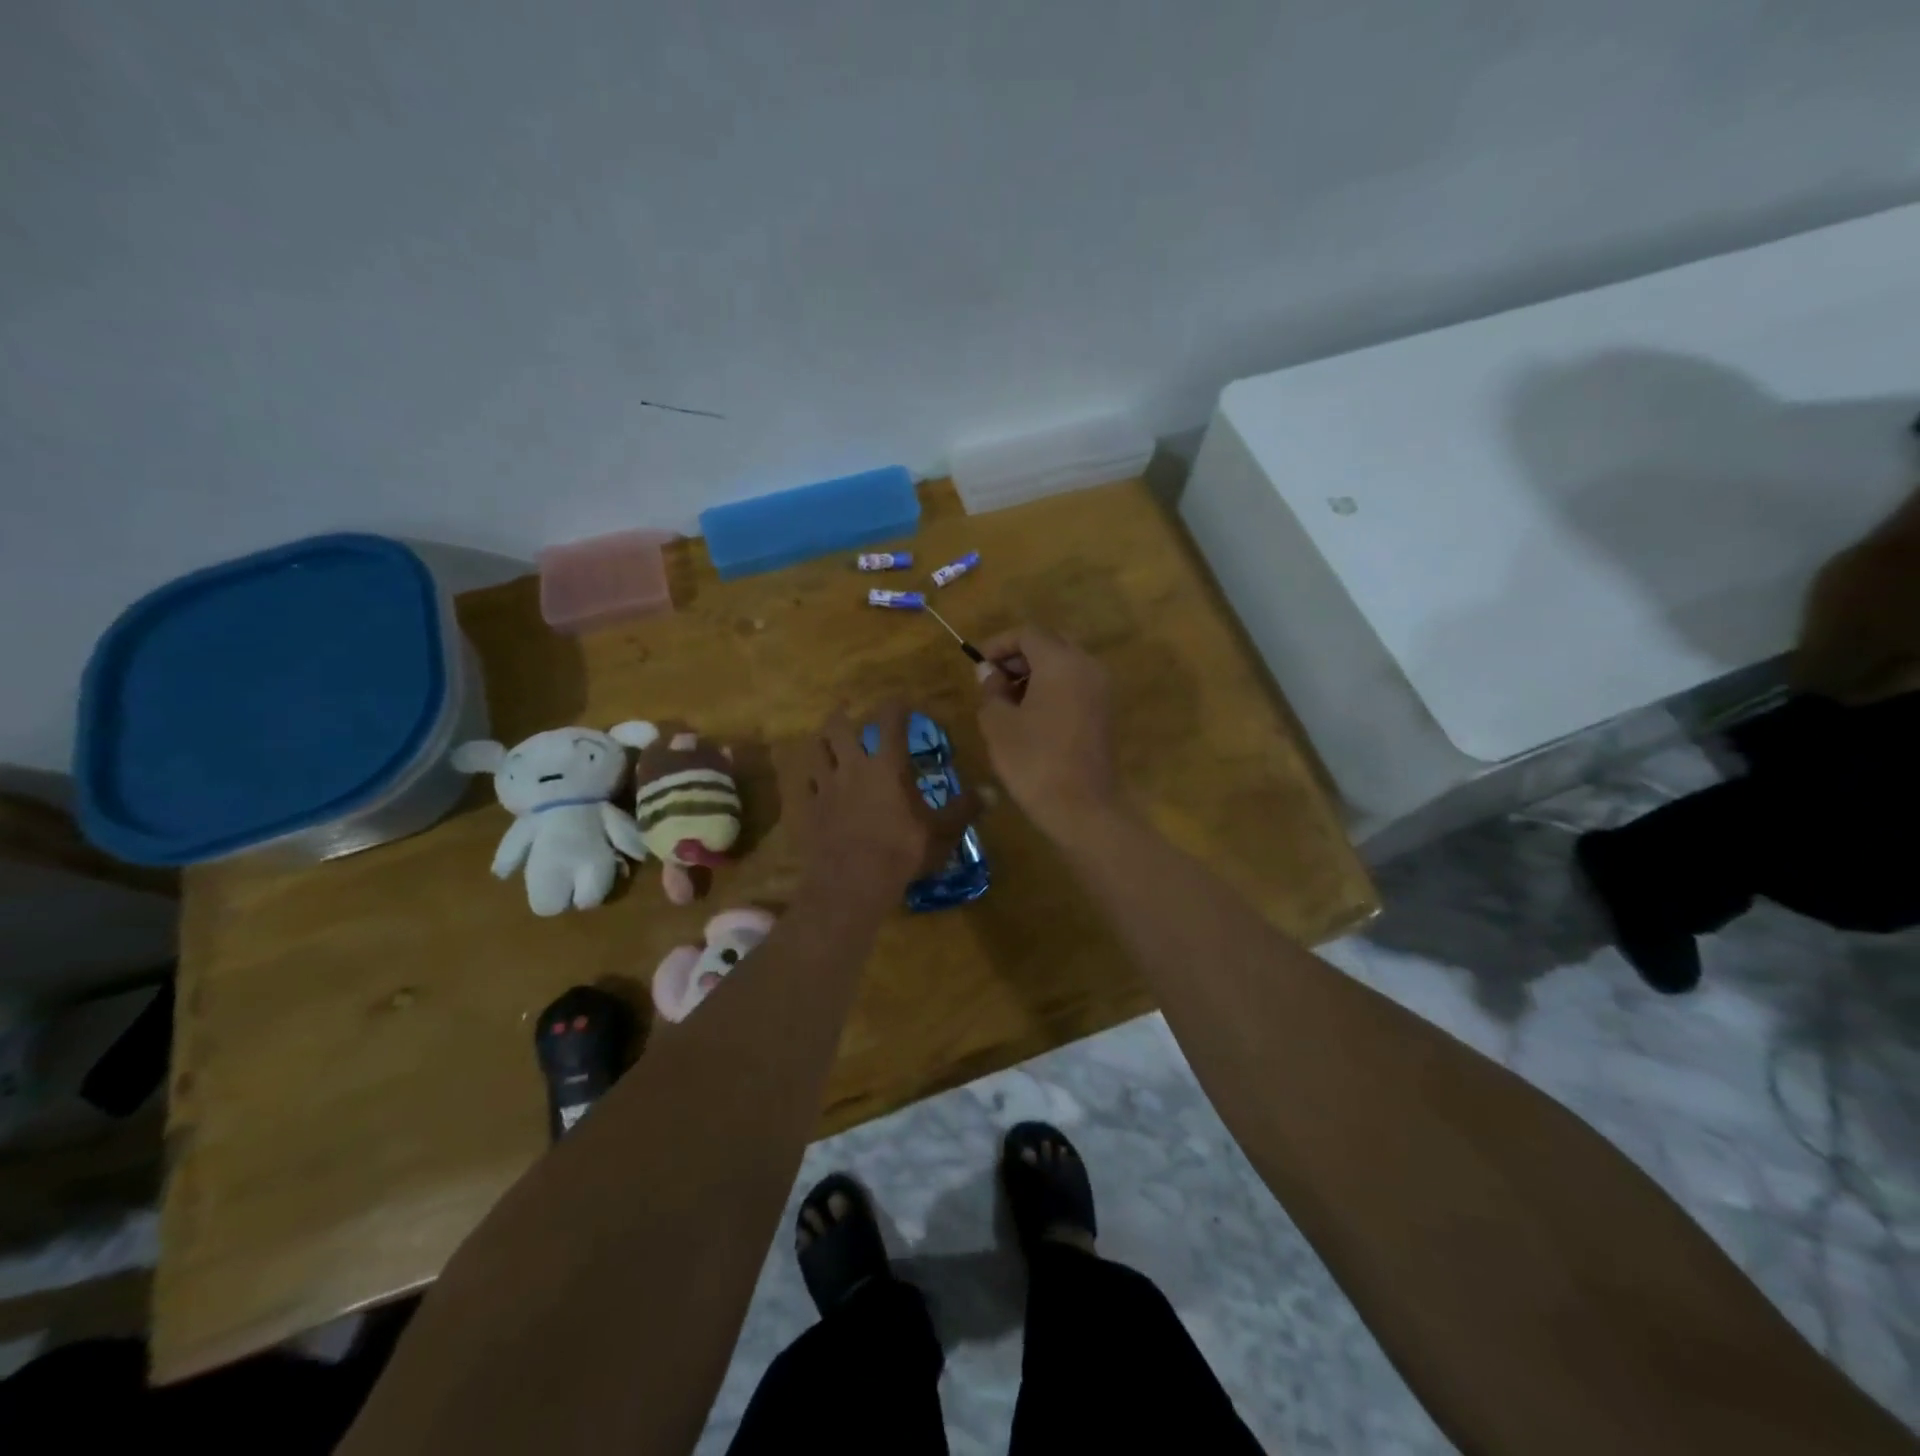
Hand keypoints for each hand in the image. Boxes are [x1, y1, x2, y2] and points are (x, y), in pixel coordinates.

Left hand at [775, 703, 973, 905]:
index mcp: (887, 766)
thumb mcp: (941, 831)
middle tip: (846, 709)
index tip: (900, 701)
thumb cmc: (902, 852)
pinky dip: (808, 777)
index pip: (890, 721)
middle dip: (842, 714)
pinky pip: (803, 784)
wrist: (852, 883)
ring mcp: (826, 787)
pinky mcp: (809, 809)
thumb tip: (991, 793)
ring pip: (815, 751)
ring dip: (820, 741)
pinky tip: (812, 781)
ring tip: (825, 740)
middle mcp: (853, 767)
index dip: (895, 706)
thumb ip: (964, 809)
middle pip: (839, 728)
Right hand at [974, 626, 1117, 840]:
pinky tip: (1029, 715)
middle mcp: (1086, 666)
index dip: (998, 644)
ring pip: (1063, 665)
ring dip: (1034, 674)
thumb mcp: (998, 724)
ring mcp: (1100, 689)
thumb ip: (990, 690)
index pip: (1027, 634)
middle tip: (991, 680)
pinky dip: (1051, 689)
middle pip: (1049, 644)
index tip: (977, 663)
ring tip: (1006, 700)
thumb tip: (988, 672)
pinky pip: (1074, 685)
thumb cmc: (1034, 761)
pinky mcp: (1104, 712)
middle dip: (1018, 657)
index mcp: (1061, 661)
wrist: (1082, 807)